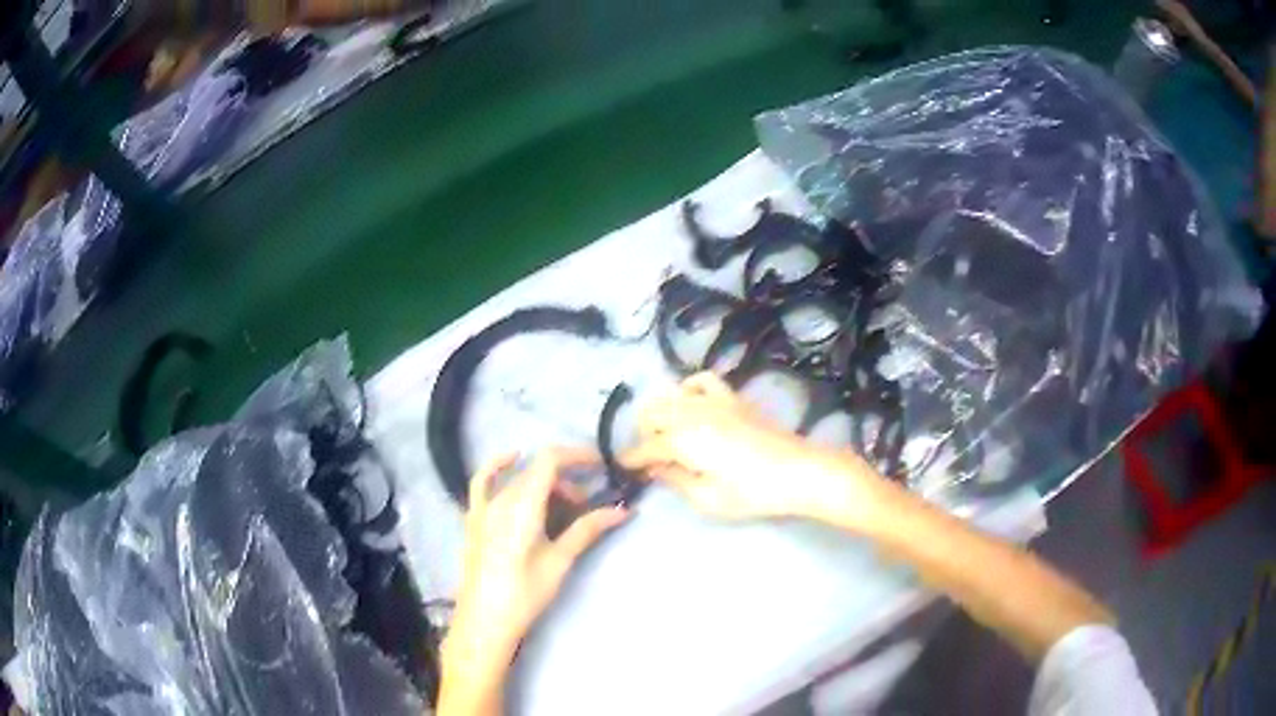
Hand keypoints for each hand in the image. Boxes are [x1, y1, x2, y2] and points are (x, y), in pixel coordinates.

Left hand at [439, 449, 627, 714]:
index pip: (550, 461)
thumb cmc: (525, 593)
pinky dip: (498, 466)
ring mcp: (482, 507)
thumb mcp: (560, 561)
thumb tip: (623, 510)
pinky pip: (483, 481)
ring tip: (563, 507)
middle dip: (567, 480)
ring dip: (544, 483)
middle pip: (537, 472)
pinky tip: (511, 458)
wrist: (484, 620)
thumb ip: (588, 530)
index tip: (602, 465)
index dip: (577, 455)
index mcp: (522, 506)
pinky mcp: (473, 518)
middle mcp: (500, 499)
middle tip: (587, 506)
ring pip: (518, 479)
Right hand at [622, 372, 891, 528]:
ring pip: (670, 394)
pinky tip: (690, 403)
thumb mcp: (708, 499)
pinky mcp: (733, 398)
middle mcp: (690, 413)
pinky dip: (688, 387)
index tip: (623, 467)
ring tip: (665, 432)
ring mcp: (713, 401)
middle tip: (648, 456)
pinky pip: (702, 381)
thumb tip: (656, 469)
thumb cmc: (752, 492)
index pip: (645, 447)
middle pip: (651, 414)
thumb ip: (675, 481)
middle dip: (642, 434)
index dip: (631, 459)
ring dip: (660, 411)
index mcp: (681, 440)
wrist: (798, 471)